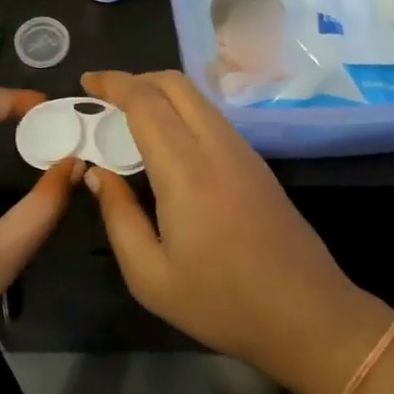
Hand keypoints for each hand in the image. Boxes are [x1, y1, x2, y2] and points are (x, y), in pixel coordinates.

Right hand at [77, 70, 383, 390]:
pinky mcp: (256, 163)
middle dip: (135, 79)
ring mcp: (243, 151)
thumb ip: (119, 217)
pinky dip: (181, 111)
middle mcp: (217, 146)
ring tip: (128, 118)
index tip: (85, 82)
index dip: (112, 84)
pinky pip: (211, 118)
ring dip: (160, 94)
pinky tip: (165, 142)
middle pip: (175, 84)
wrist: (307, 314)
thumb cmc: (222, 302)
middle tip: (103, 98)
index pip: (145, 102)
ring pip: (197, 98)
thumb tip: (100, 174)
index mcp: (186, 169)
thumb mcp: (151, 276)